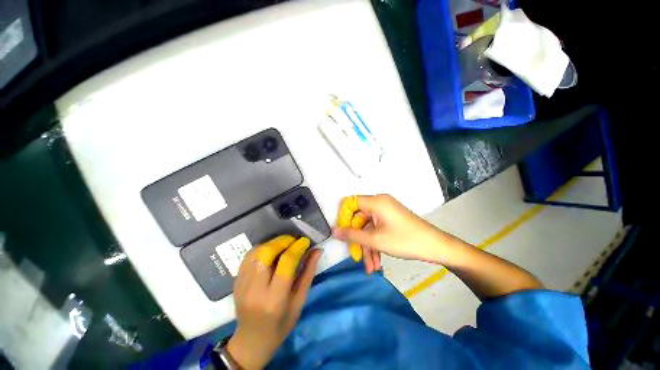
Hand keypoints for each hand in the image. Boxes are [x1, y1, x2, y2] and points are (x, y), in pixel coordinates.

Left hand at [226, 235, 322, 369]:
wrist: (252, 341)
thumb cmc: (281, 324)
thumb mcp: (299, 301)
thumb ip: (308, 273)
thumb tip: (317, 251)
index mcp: (274, 299)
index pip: (286, 263)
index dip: (297, 247)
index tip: (305, 241)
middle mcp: (255, 290)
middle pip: (267, 253)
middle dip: (283, 241)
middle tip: (294, 240)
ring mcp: (242, 285)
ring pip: (256, 251)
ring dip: (272, 243)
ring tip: (284, 243)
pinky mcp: (236, 281)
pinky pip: (248, 256)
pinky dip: (262, 248)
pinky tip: (271, 250)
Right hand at [333, 195, 449, 267]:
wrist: (436, 247)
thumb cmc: (404, 240)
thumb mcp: (375, 240)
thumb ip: (352, 235)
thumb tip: (334, 230)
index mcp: (375, 201)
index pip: (350, 202)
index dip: (343, 217)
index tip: (342, 233)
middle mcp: (379, 203)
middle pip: (359, 219)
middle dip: (358, 240)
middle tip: (357, 258)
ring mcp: (386, 212)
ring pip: (368, 228)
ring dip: (368, 247)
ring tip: (370, 267)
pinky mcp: (391, 220)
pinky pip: (377, 230)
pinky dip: (376, 244)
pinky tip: (377, 263)